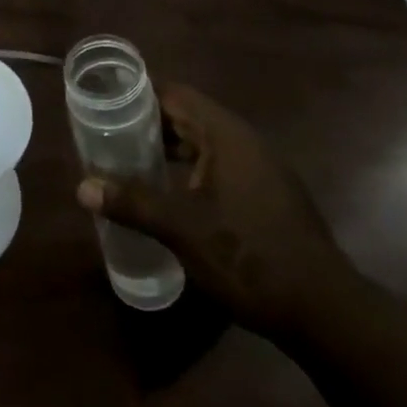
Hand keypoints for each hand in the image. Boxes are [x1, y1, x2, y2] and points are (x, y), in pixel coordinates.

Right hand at [76, 85, 355, 336]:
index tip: (105, 101)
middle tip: (109, 135)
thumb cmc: (248, 256)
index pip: (175, 94)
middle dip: (149, 124)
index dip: (139, 93)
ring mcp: (261, 170)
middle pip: (189, 117)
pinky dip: (191, 172)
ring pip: (205, 145)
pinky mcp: (268, 197)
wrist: (324, 312)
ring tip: (131, 163)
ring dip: (170, 150)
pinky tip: (172, 196)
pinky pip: (220, 168)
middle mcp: (244, 142)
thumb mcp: (182, 228)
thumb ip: (132, 202)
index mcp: (226, 134)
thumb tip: (82, 187)